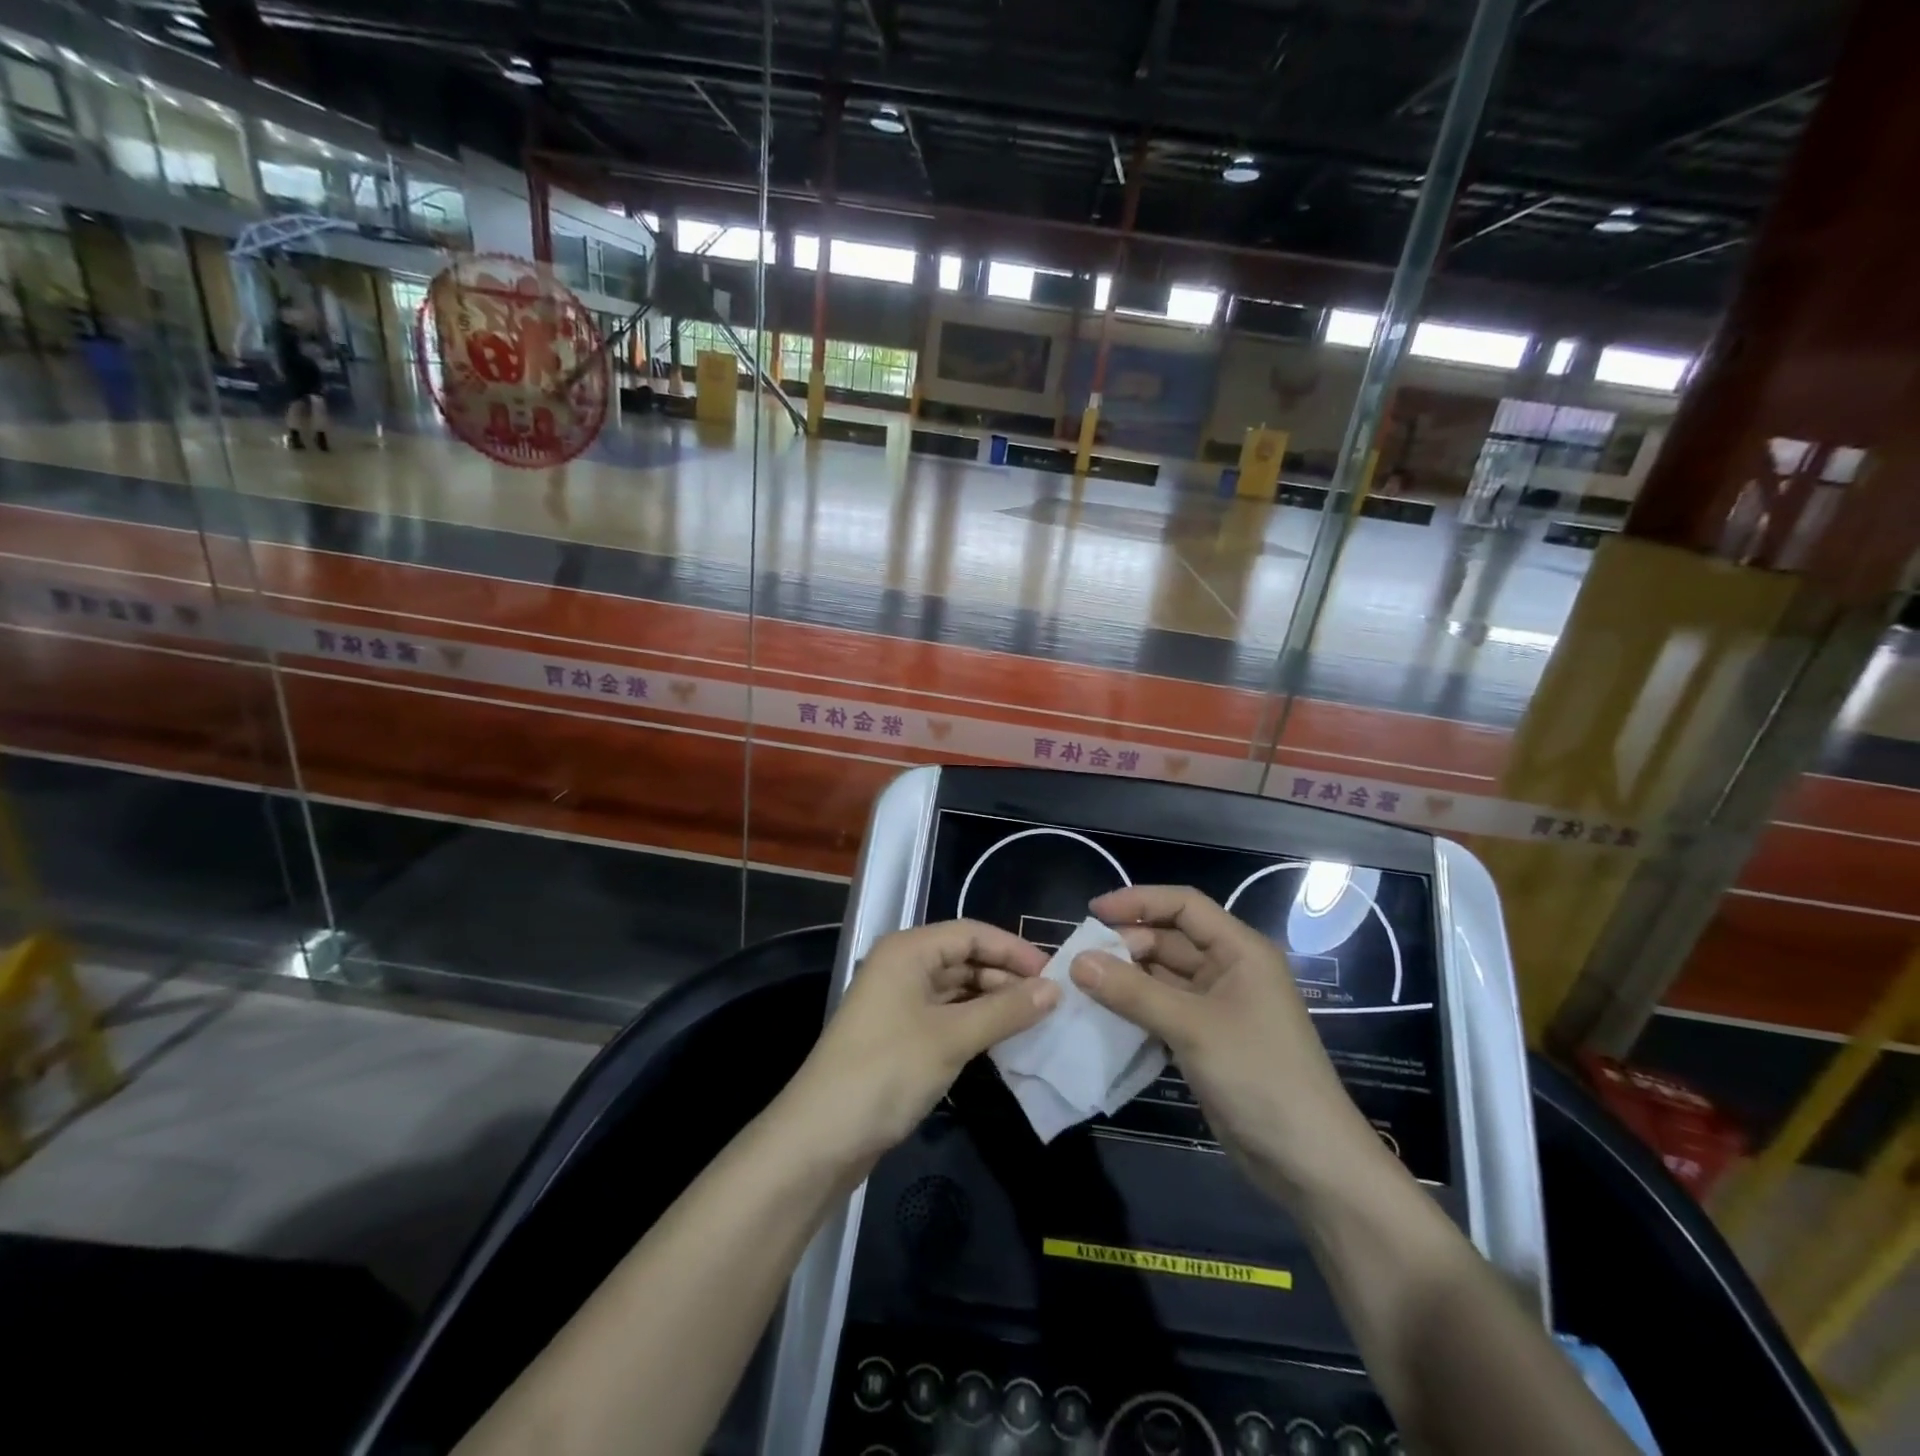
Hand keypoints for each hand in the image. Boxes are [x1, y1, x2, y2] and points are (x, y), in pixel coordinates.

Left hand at [787, 920, 1059, 1164]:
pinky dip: (975, 1023)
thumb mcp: (952, 1037)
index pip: (971, 933)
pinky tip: (1003, 1039)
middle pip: (963, 958)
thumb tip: (1055, 989)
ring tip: (1035, 1020)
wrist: (822, 1137)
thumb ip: (1005, 1010)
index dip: (1013, 949)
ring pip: (956, 989)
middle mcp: (902, 967)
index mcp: (908, 950)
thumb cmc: (887, 1071)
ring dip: (993, 1001)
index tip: (1055, 974)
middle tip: (1050, 1001)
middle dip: (1006, 976)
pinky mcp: (899, 1035)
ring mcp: (898, 1002)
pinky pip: (946, 1015)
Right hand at [1073, 886, 1387, 1203]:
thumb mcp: (1193, 1027)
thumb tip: (1077, 962)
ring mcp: (1217, 1007)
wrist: (1308, 1162)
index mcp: (1239, 950)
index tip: (1092, 912)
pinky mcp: (1206, 1040)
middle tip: (1080, 960)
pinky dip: (1134, 1009)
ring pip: (1162, 977)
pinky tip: (1102, 1016)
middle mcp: (1229, 970)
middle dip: (1126, 944)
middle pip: (1169, 940)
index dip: (1138, 901)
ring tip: (1080, 985)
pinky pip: (1162, 1010)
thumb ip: (1133, 992)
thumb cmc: (1259, 1076)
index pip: (1183, 905)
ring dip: (1125, 979)